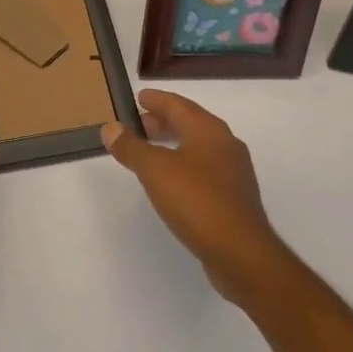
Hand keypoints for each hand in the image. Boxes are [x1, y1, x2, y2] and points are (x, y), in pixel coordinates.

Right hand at [101, 90, 290, 307]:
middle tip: (138, 125)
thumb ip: (131, 147)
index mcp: (208, 130)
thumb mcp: (155, 170)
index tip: (138, 98)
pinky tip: (172, 181)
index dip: (156, 100)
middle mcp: (225, 144)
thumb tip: (111, 128)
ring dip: (173, 144)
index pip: (178, 104)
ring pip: (198, 147)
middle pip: (190, 123)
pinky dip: (184, 165)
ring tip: (150, 153)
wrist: (241, 254)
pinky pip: (205, 169)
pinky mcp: (235, 198)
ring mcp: (234, 172)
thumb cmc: (197, 201)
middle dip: (163, 122)